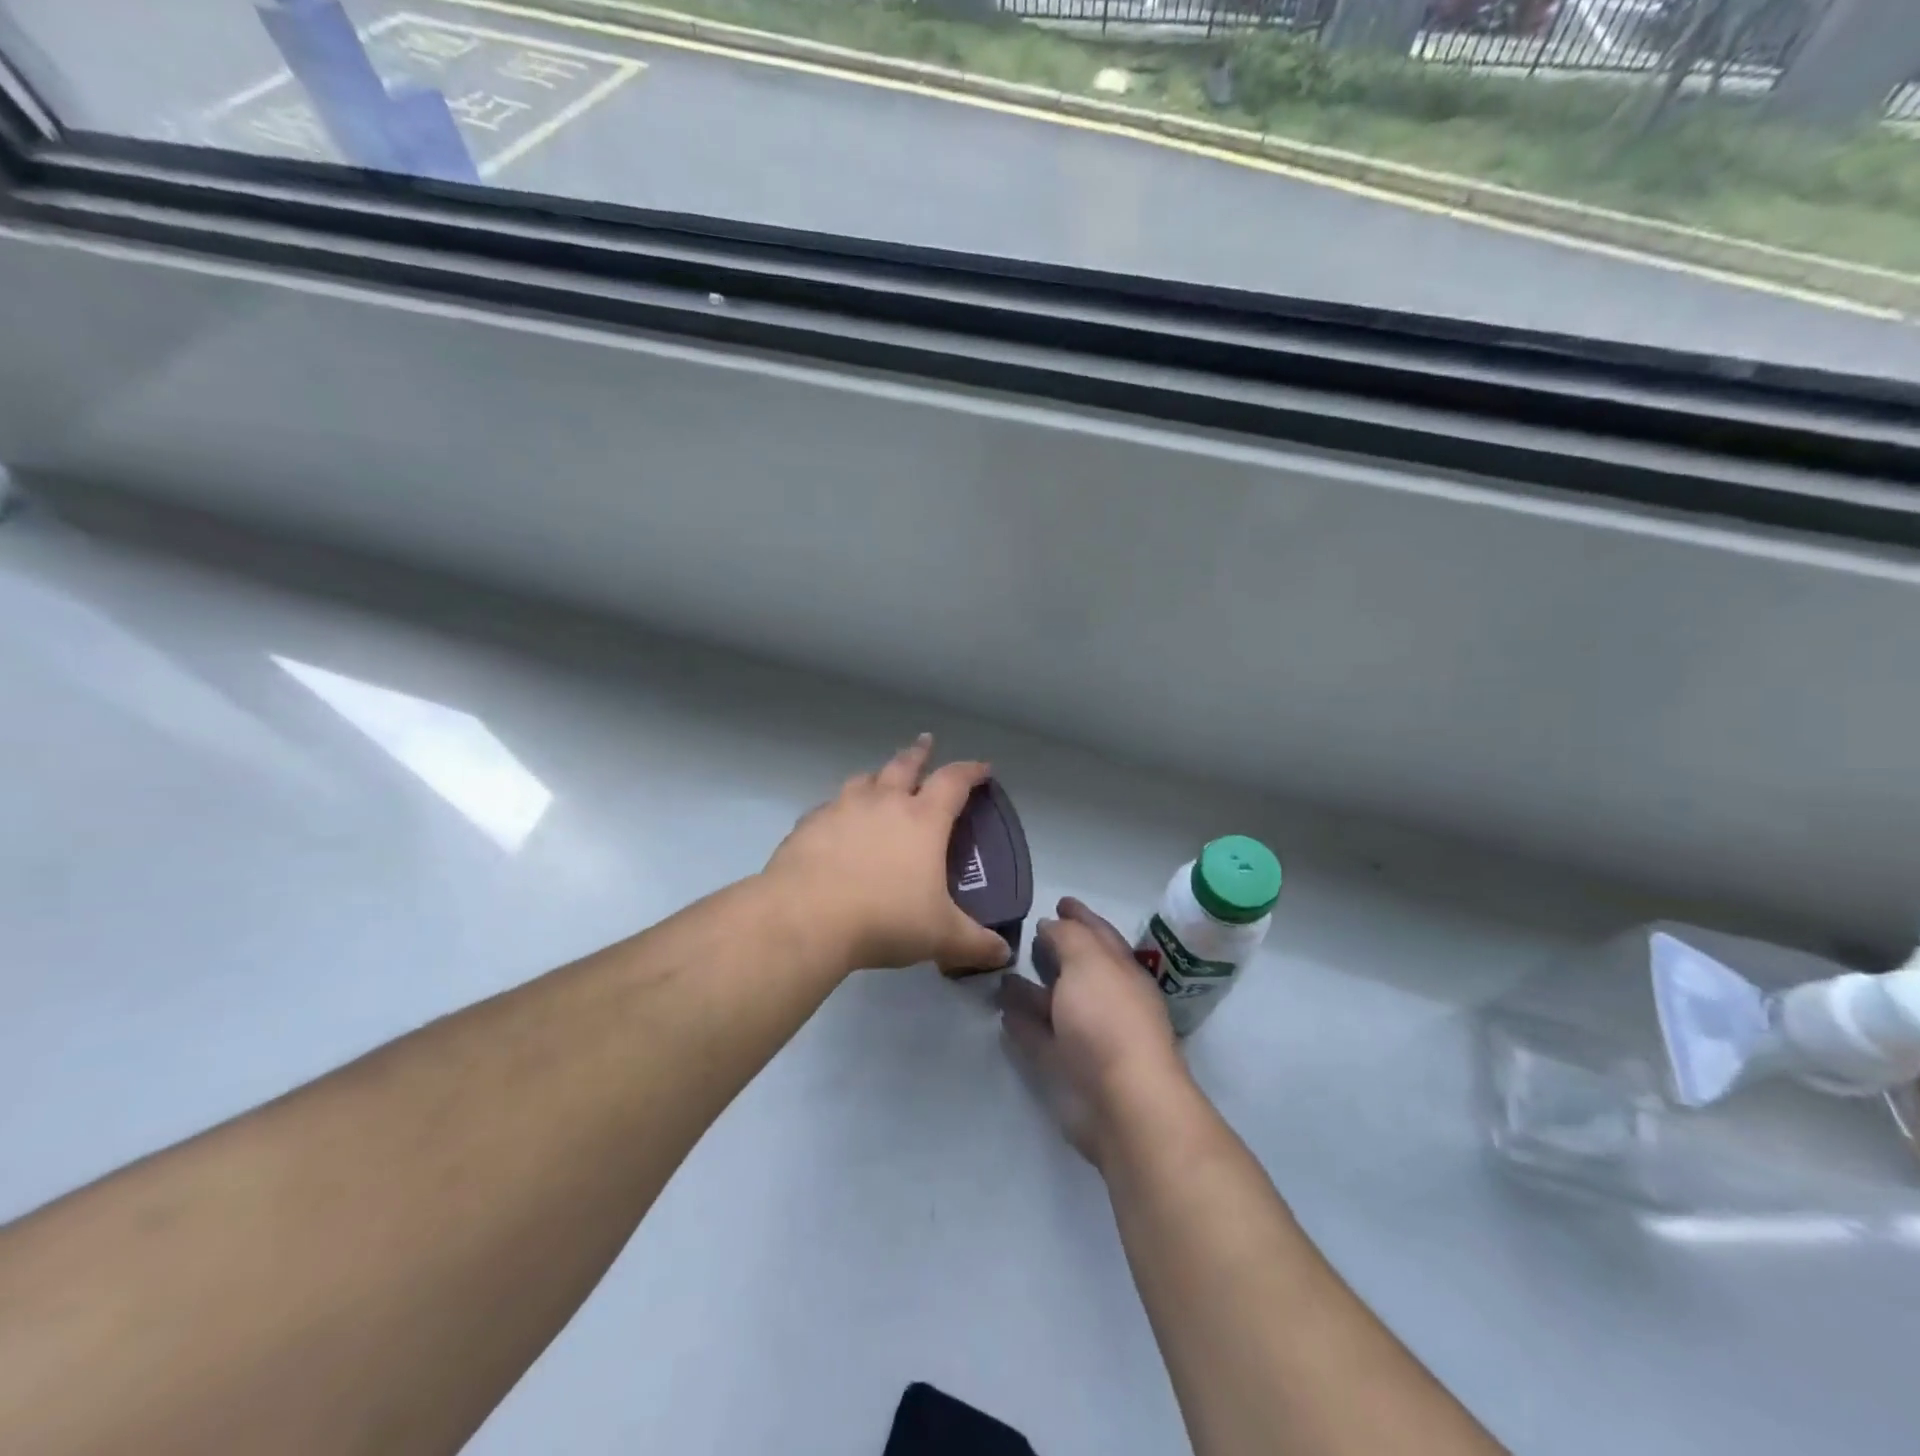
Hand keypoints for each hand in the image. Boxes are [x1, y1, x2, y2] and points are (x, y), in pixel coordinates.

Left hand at [765, 734, 1013, 975]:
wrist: (807, 917)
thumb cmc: (885, 919)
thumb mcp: (940, 936)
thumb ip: (974, 944)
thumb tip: (1002, 956)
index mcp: (922, 819)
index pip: (953, 782)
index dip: (971, 772)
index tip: (982, 767)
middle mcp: (883, 803)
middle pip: (904, 765)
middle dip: (919, 753)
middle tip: (926, 742)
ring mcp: (841, 809)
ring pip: (863, 780)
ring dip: (877, 775)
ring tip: (879, 778)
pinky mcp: (809, 825)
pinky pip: (829, 807)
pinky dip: (839, 808)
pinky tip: (836, 822)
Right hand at [998, 897, 1188, 1165]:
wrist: (1122, 1102)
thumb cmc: (1109, 1019)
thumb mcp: (1090, 960)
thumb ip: (1068, 937)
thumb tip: (1052, 925)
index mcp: (1121, 971)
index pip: (1099, 934)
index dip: (1080, 916)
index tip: (1059, 900)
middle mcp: (1106, 1000)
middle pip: (1077, 968)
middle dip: (1056, 950)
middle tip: (1026, 933)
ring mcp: (1087, 1036)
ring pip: (1055, 1004)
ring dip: (1032, 989)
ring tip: (1002, 971)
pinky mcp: (1066, 1068)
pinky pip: (1039, 1037)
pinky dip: (1022, 1024)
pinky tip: (1002, 1012)